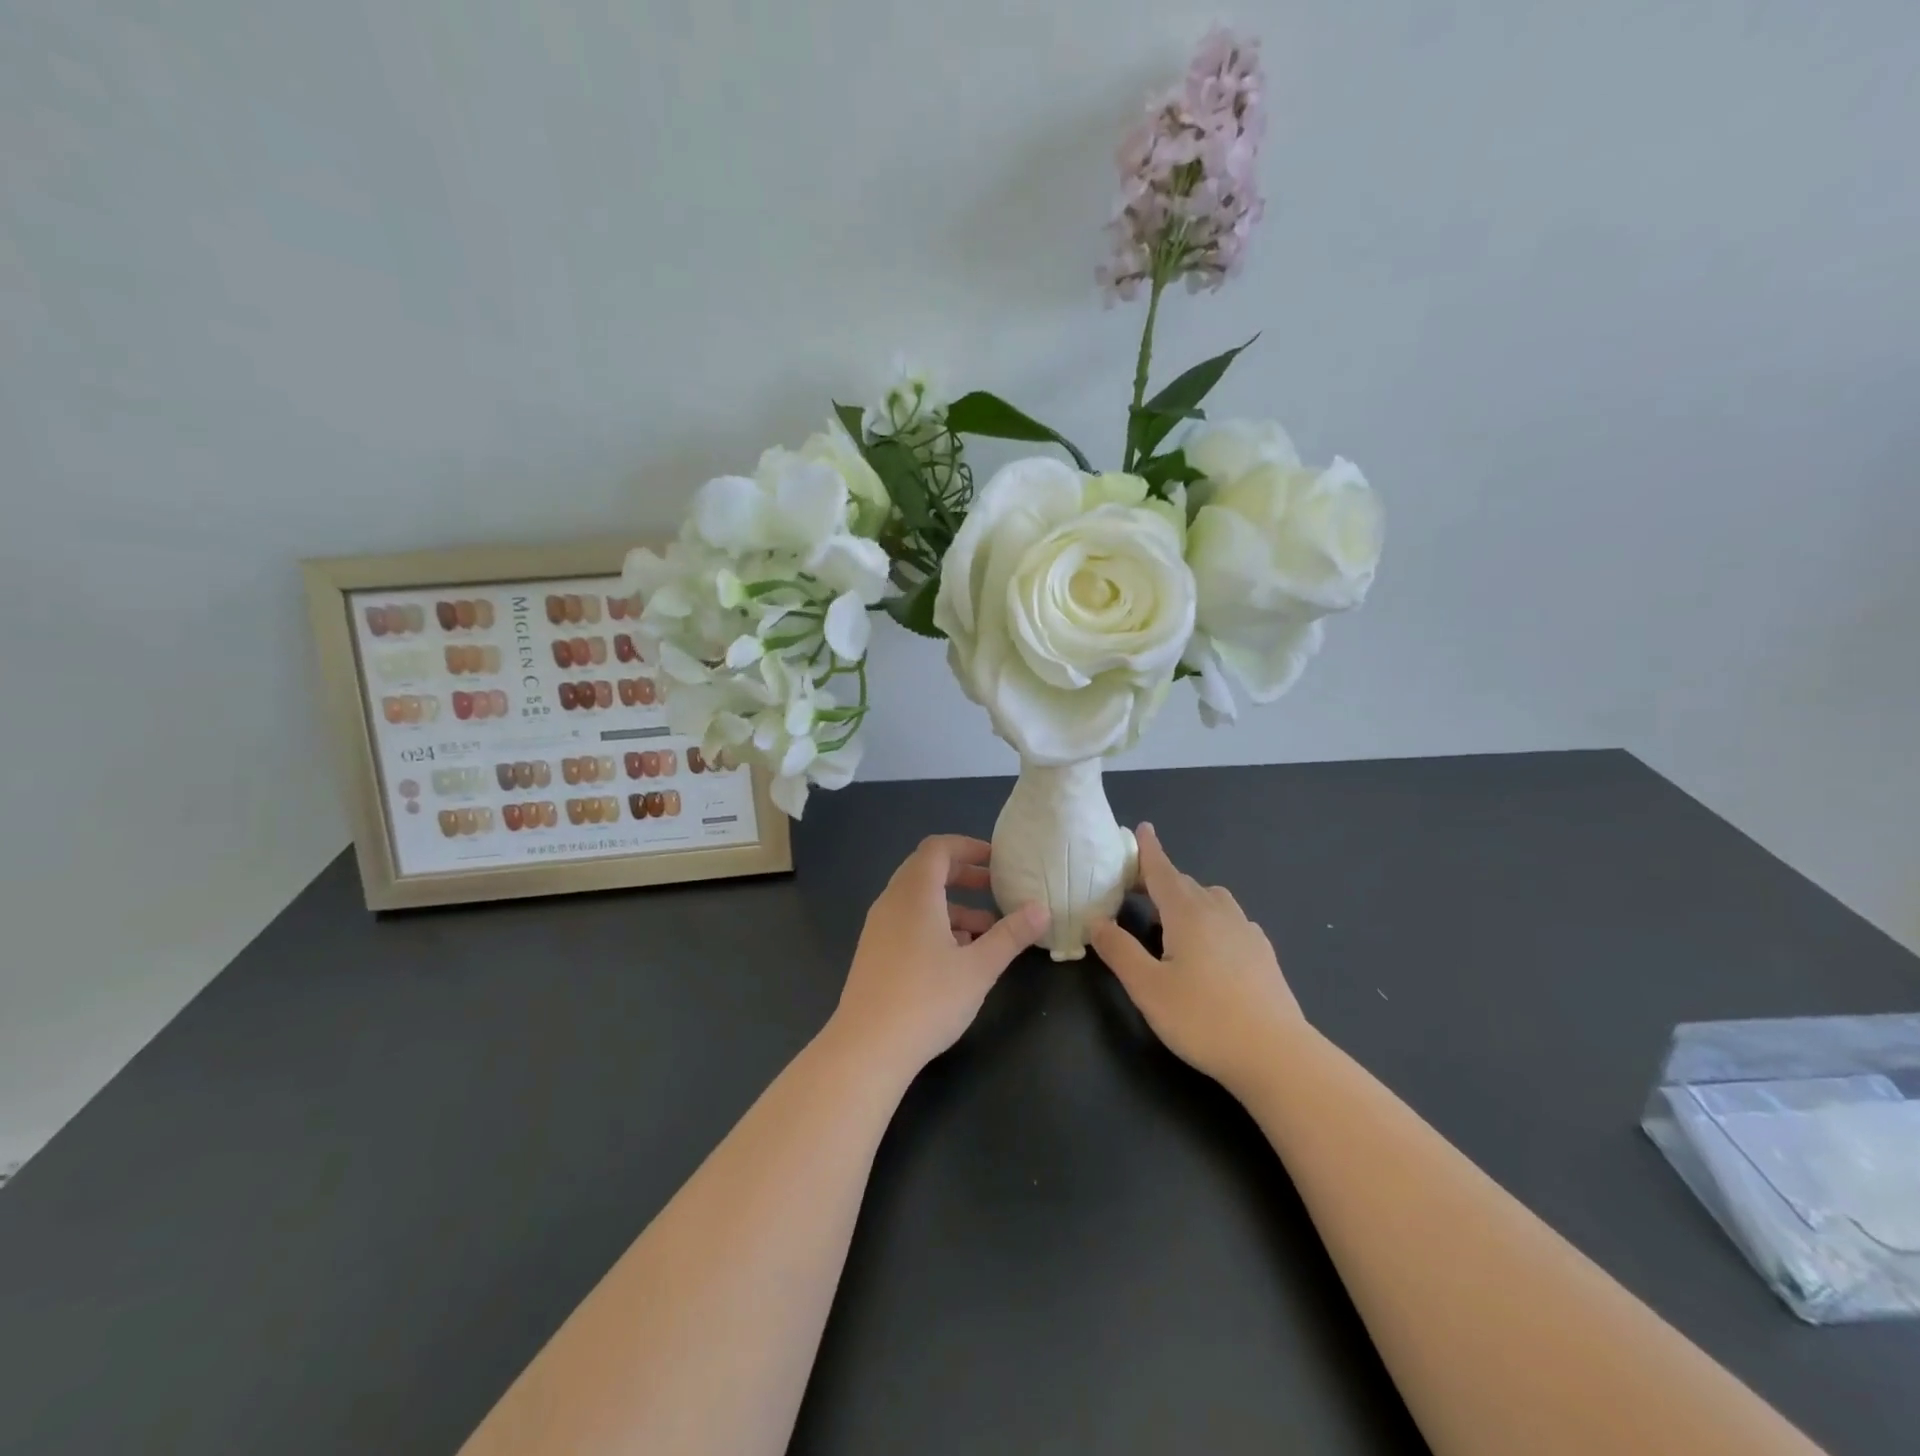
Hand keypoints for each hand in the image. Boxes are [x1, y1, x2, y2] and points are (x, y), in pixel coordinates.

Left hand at [827, 835, 1048, 1079]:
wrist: (867, 1048)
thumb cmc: (927, 1000)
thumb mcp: (979, 967)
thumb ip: (1011, 935)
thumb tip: (1041, 909)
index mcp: (915, 893)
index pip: (938, 848)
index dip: (969, 847)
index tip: (998, 861)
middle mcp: (892, 902)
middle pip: (926, 870)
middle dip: (964, 875)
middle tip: (996, 888)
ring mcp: (879, 928)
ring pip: (918, 900)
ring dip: (953, 905)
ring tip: (987, 930)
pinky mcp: (874, 952)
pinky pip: (907, 921)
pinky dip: (935, 924)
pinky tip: (958, 956)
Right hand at [1091, 823, 1303, 1094]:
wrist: (1277, 1055)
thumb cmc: (1203, 1019)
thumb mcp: (1147, 988)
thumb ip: (1119, 951)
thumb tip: (1096, 921)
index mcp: (1188, 914)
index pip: (1162, 871)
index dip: (1149, 850)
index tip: (1142, 828)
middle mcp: (1219, 913)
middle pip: (1185, 884)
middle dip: (1160, 880)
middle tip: (1136, 889)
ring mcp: (1247, 932)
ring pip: (1213, 900)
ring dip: (1189, 898)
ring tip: (1171, 920)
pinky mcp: (1264, 955)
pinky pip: (1232, 921)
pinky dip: (1213, 920)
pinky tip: (1210, 947)